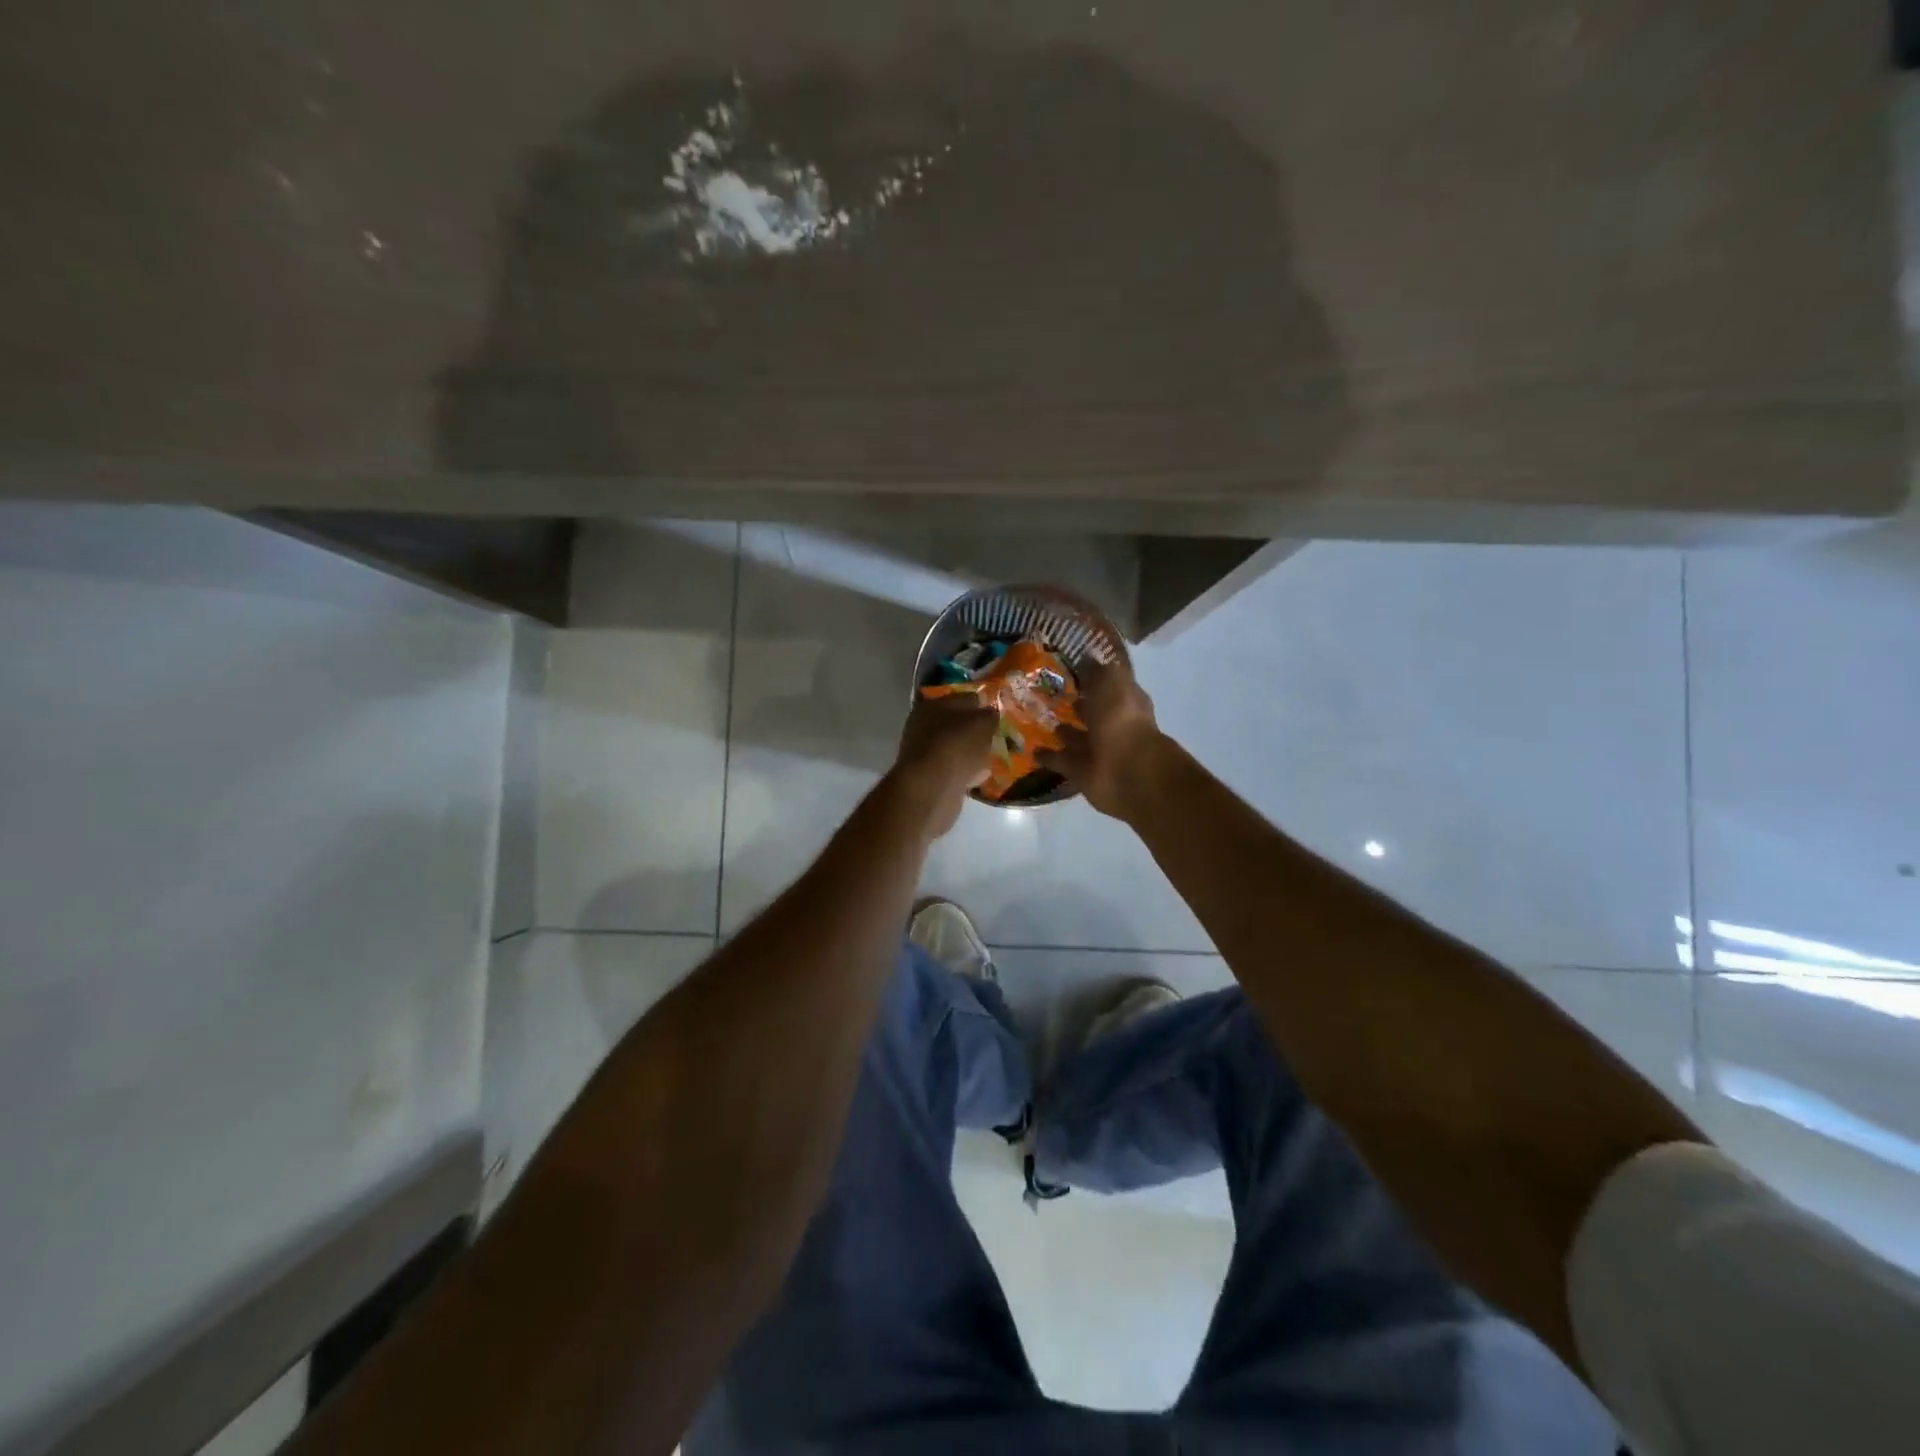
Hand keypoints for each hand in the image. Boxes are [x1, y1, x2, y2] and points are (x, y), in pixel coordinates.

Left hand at [889, 694, 998, 837]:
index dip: (982, 704)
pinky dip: (966, 771)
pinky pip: (954, 768)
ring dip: (972, 752)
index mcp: (933, 705)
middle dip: (977, 730)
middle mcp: (924, 726)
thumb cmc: (957, 746)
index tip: (999, 713)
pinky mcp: (929, 776)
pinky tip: (981, 775)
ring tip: (992, 756)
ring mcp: (925, 753)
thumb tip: (991, 714)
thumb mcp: (983, 724)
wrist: (932, 787)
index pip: (964, 699)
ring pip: (956, 747)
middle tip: (997, 736)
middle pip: (957, 724)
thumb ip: (990, 716)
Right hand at [1045, 658, 1164, 818]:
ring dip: (1062, 731)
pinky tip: (1031, 749)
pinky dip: (1048, 756)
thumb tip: (1086, 657)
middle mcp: (1113, 724)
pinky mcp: (1082, 772)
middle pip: (1092, 712)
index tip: (1069, 670)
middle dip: (1076, 705)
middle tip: (1048, 695)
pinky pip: (1062, 761)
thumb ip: (1097, 671)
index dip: (1092, 678)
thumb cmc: (1120, 719)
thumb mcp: (1110, 682)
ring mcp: (1098, 750)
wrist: (1126, 770)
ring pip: (1076, 737)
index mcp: (1125, 701)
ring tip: (1036, 720)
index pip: (1108, 685)